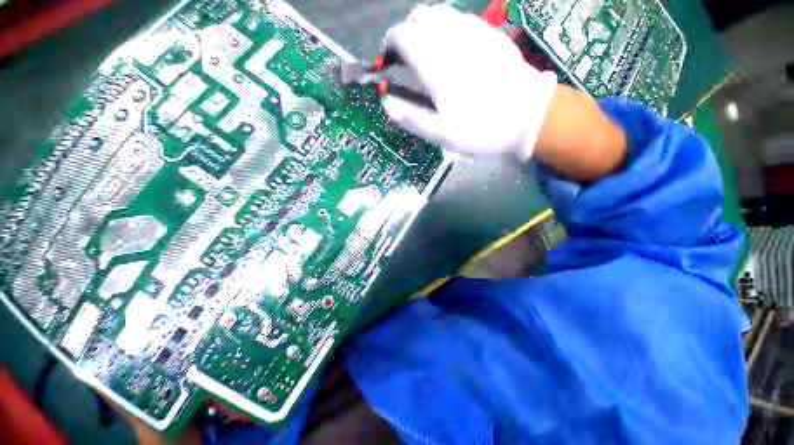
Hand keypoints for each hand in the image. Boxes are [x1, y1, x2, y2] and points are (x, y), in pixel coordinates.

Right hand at [382, 4, 557, 159]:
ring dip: (426, 28)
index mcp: (435, 63)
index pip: (402, 36)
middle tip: (408, 59)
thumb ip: (410, 117)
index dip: (390, 45)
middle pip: (419, 16)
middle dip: (407, 33)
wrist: (526, 116)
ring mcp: (473, 30)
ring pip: (439, 12)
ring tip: (427, 53)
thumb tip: (386, 102)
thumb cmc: (480, 128)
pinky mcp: (489, 32)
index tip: (389, 61)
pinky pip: (460, 18)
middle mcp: (451, 38)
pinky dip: (447, 27)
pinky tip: (452, 48)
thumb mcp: (441, 134)